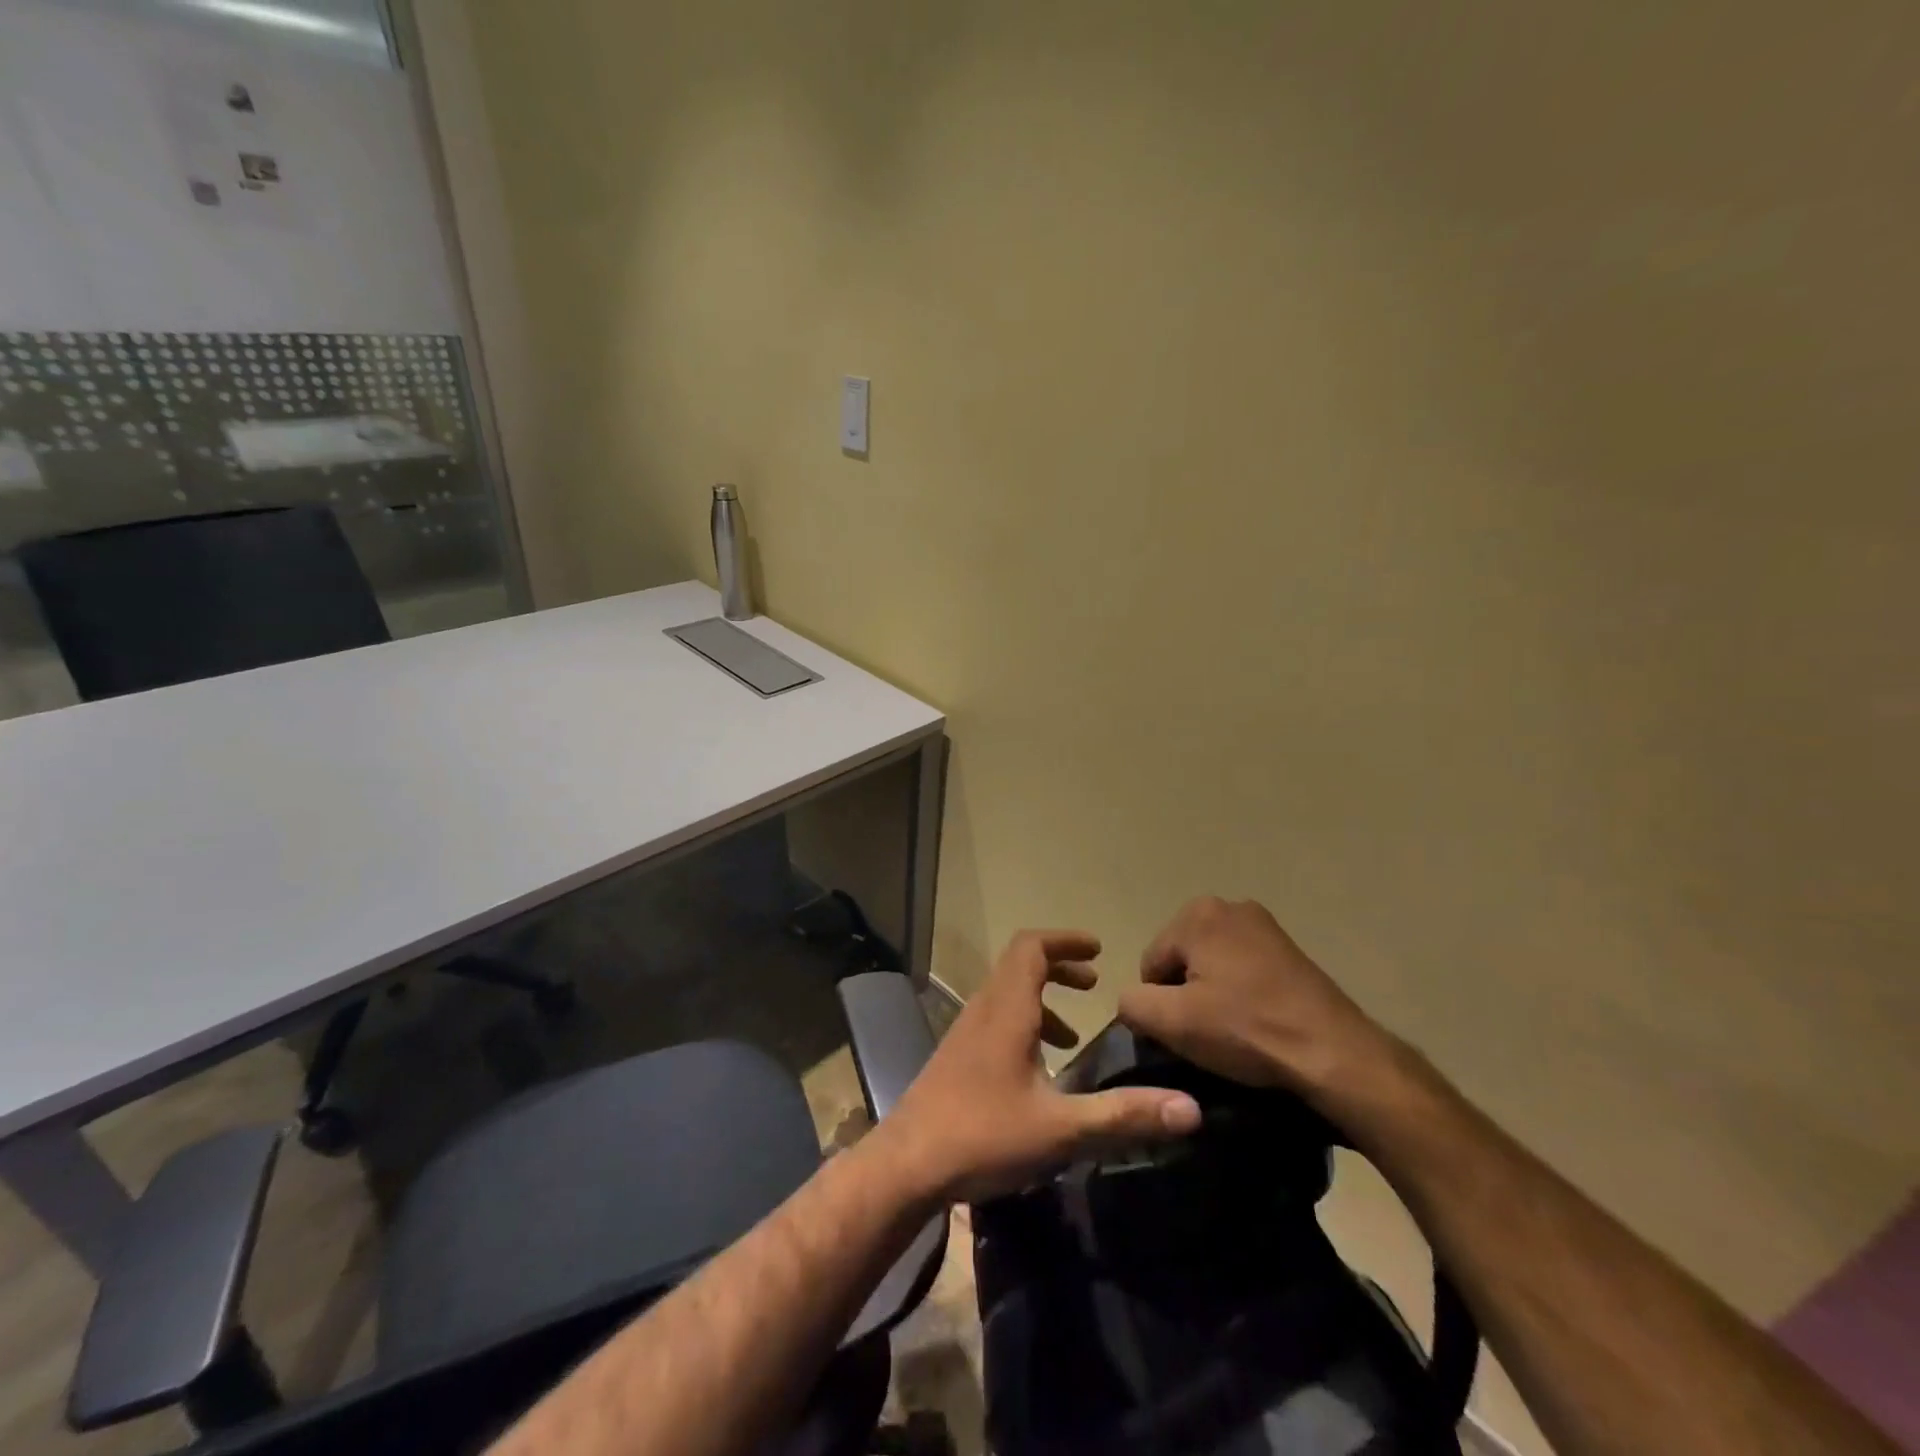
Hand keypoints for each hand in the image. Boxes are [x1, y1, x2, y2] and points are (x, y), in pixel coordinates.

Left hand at [882, 930, 1202, 1202]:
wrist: (906, 1164)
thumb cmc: (983, 1135)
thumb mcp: (1060, 1128)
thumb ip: (1123, 1115)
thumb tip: (1190, 1109)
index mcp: (1007, 1009)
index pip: (1032, 946)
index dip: (1065, 940)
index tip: (1097, 949)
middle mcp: (984, 1009)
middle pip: (1020, 964)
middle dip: (1059, 965)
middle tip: (1093, 982)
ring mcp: (966, 1032)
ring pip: (1006, 993)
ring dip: (1041, 998)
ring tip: (1073, 1034)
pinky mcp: (957, 1056)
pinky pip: (995, 1019)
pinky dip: (1023, 1024)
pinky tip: (1038, 1070)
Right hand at [1117, 897, 1397, 1103]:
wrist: (1334, 1054)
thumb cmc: (1246, 1030)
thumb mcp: (1172, 1022)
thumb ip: (1132, 1004)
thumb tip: (1133, 1002)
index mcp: (1197, 914)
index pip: (1151, 964)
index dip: (1159, 1004)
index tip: (1185, 1033)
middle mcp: (1229, 906)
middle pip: (1182, 959)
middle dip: (1187, 994)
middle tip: (1208, 1033)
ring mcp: (1265, 925)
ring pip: (1213, 965)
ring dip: (1214, 995)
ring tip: (1235, 1031)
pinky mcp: (1290, 949)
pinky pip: (1244, 970)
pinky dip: (1242, 994)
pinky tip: (1258, 1023)